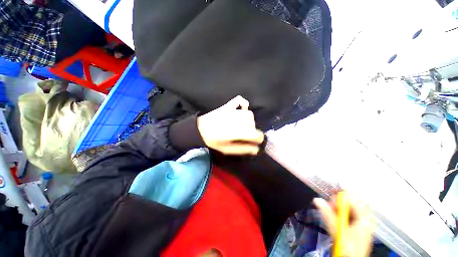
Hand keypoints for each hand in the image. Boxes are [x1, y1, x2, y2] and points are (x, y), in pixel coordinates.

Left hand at [197, 96, 264, 154]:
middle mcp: (238, 120)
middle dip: (252, 131)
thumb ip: (243, 149)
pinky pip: (240, 100)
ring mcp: (233, 111)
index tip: (255, 141)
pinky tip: (242, 109)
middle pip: (253, 125)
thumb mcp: (228, 149)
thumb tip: (256, 149)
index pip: (257, 134)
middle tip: (245, 135)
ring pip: (249, 114)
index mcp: (238, 132)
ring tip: (242, 125)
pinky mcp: (228, 105)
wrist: (199, 129)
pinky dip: (244, 104)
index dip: (258, 139)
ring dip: (249, 120)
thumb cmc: (213, 141)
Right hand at [313, 193, 375, 256]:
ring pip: (349, 207)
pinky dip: (342, 213)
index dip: (338, 199)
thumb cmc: (348, 246)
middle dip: (338, 204)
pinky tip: (338, 220)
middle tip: (331, 211)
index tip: (330, 204)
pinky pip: (351, 212)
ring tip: (334, 217)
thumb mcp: (336, 229)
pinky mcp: (361, 224)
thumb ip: (327, 213)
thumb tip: (316, 199)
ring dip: (339, 209)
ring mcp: (365, 220)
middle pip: (350, 201)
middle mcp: (367, 216)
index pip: (351, 197)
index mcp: (364, 216)